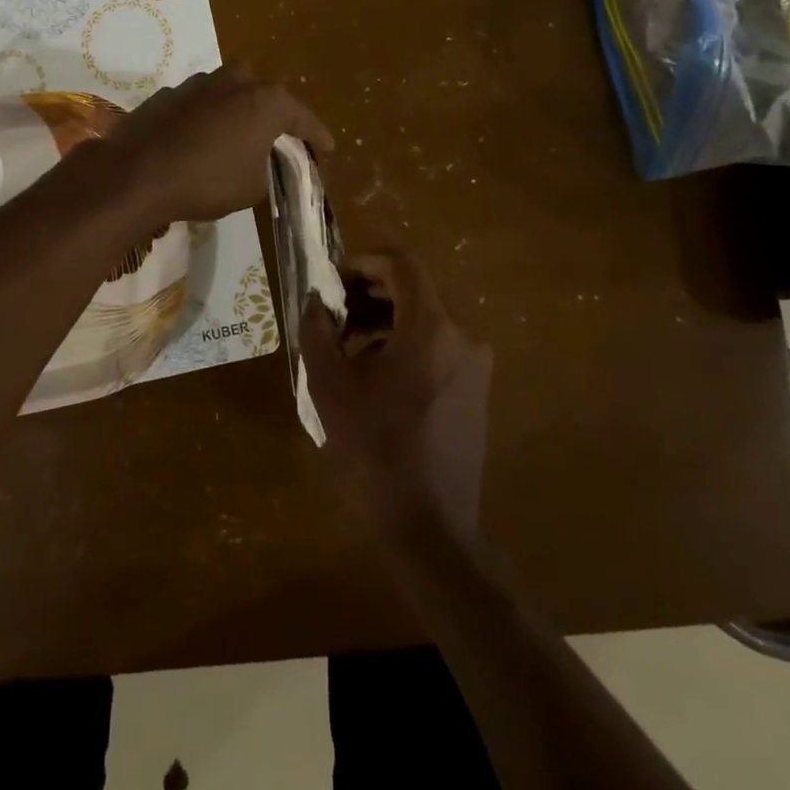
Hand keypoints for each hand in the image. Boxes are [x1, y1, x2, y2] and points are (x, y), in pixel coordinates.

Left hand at [110, 65, 331, 224]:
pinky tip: (202, 139)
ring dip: (239, 112)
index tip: (327, 150)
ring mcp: (199, 83)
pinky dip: (208, 118)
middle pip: (266, 96)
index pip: (303, 119)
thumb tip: (261, 161)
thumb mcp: (253, 187)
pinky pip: (201, 104)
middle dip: (276, 116)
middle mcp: (236, 81)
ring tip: (240, 138)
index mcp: (266, 101)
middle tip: (280, 141)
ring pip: (231, 93)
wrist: (137, 174)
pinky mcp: (169, 93)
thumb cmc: (206, 181)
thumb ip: (268, 167)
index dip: (317, 137)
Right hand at [301, 250, 492, 546]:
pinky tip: (374, 377)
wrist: (430, 527)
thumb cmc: (375, 449)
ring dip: (383, 321)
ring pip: (424, 320)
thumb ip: (317, 330)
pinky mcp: (475, 392)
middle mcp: (462, 337)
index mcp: (431, 328)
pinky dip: (403, 345)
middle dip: (368, 294)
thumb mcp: (330, 385)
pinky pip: (436, 348)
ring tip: (346, 349)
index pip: (401, 264)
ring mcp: (474, 367)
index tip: (332, 284)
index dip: (363, 262)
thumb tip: (315, 299)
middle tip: (332, 316)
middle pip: (413, 291)